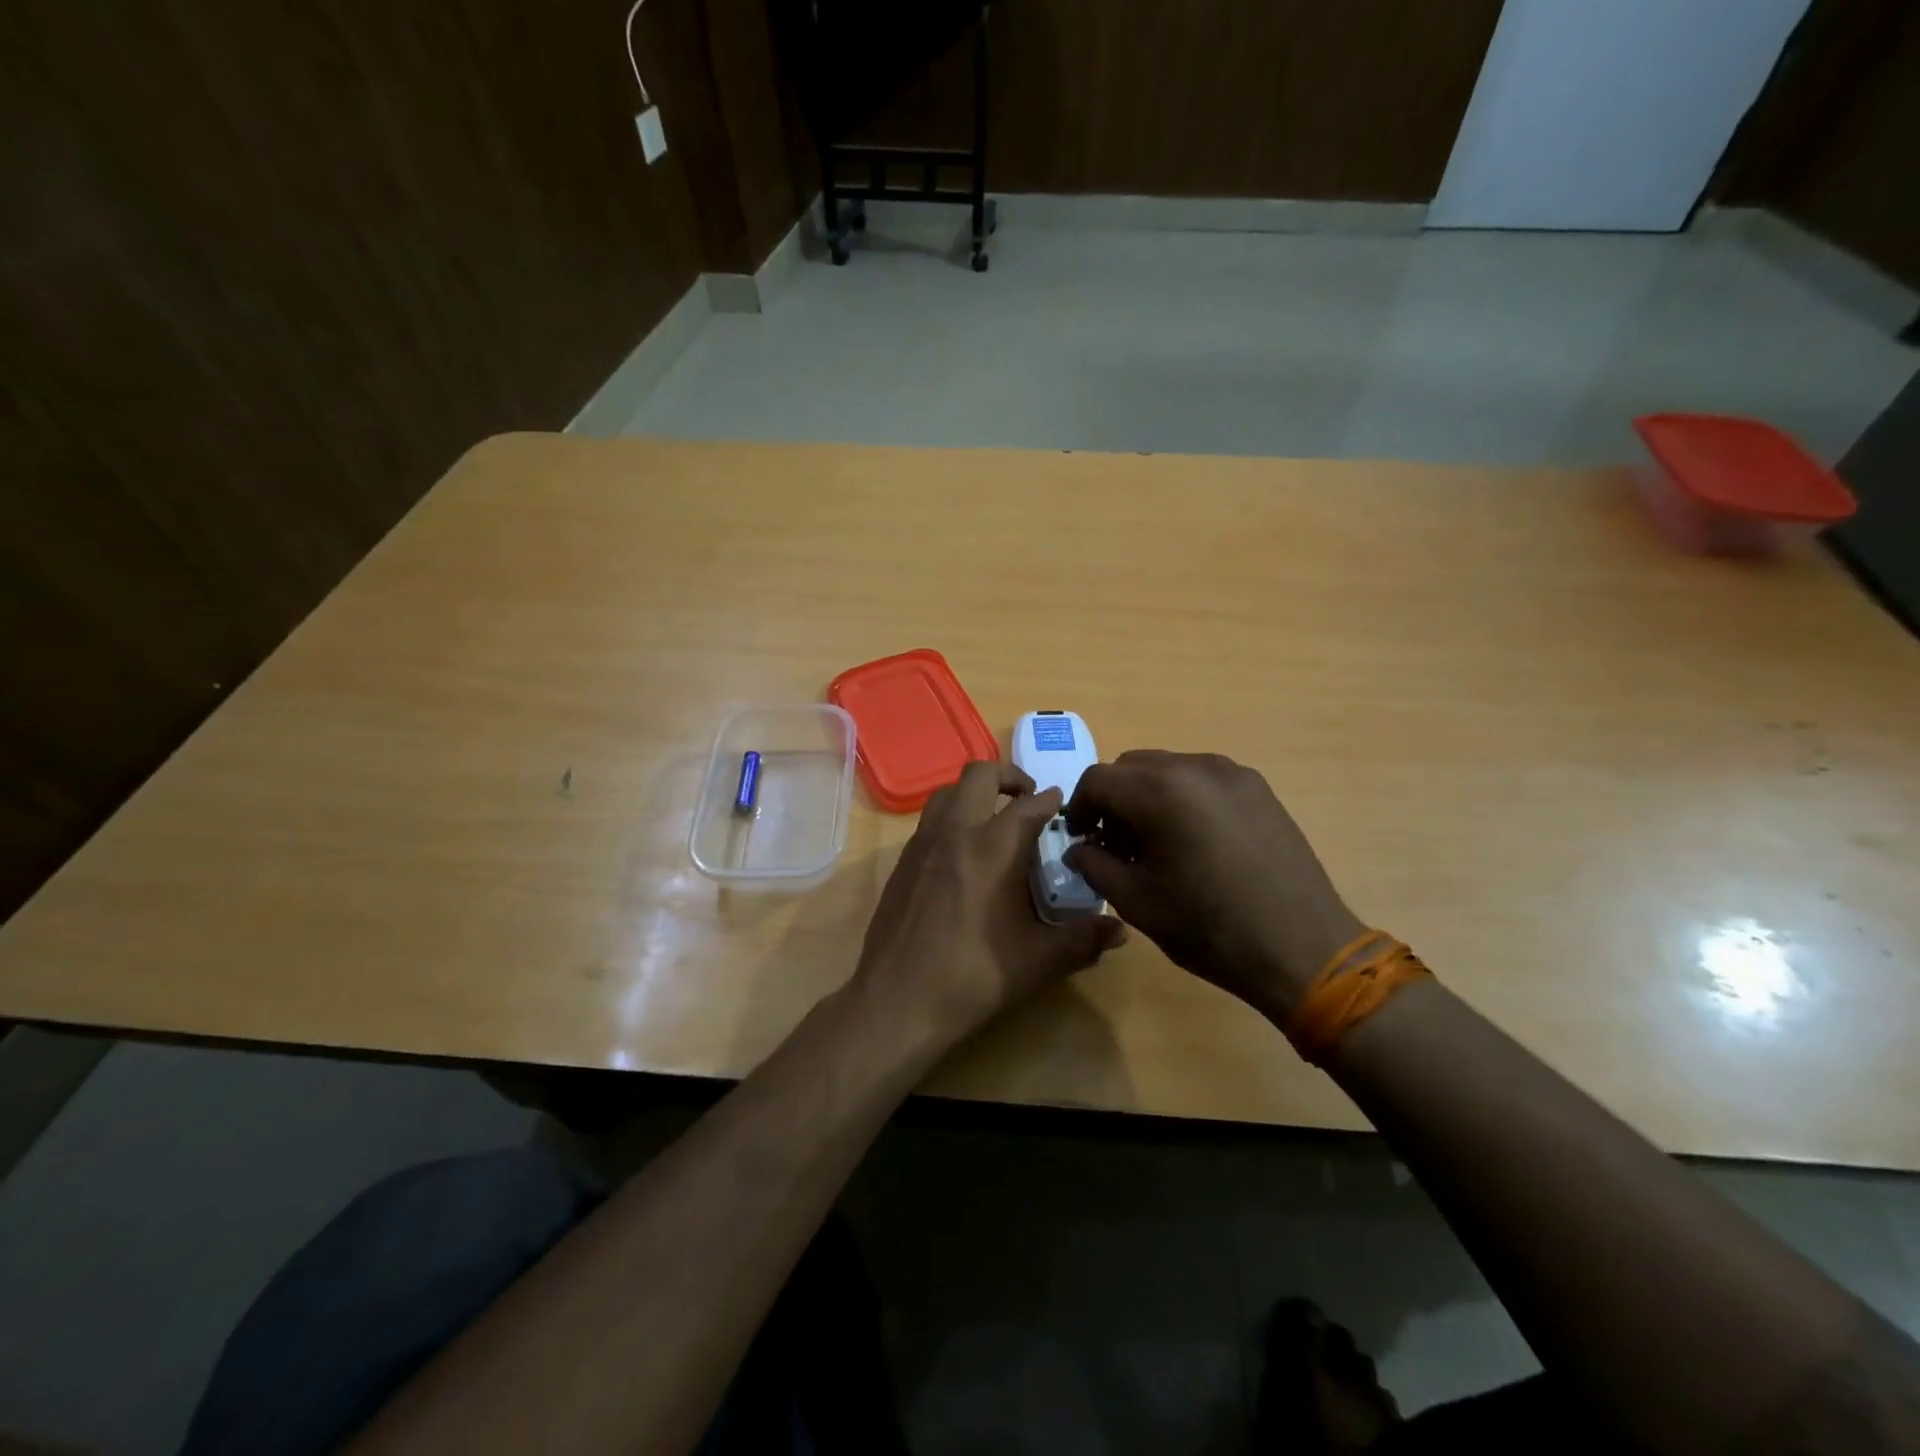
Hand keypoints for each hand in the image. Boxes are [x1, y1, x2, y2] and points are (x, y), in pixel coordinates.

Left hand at [852, 761, 1127, 1048]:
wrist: (896, 1001)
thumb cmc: (972, 976)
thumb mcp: (1037, 961)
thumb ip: (1081, 940)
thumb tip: (1120, 931)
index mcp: (993, 848)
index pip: (1029, 805)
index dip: (1051, 800)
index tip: (1064, 807)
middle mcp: (955, 832)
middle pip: (979, 774)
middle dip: (1008, 777)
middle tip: (1028, 799)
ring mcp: (922, 843)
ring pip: (948, 791)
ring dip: (975, 793)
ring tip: (995, 820)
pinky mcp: (903, 862)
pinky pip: (930, 820)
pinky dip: (952, 818)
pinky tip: (963, 854)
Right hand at [1063, 750, 1364, 1019]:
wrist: (1303, 948)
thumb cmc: (1210, 928)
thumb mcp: (1137, 902)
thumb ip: (1095, 864)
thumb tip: (1079, 847)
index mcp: (1160, 792)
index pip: (1097, 779)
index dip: (1079, 808)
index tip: (1081, 839)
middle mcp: (1195, 767)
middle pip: (1131, 767)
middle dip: (1113, 799)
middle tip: (1114, 843)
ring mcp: (1232, 773)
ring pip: (1167, 769)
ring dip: (1147, 796)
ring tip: (1155, 843)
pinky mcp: (1257, 787)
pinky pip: (1201, 779)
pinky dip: (1181, 798)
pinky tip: (1193, 841)